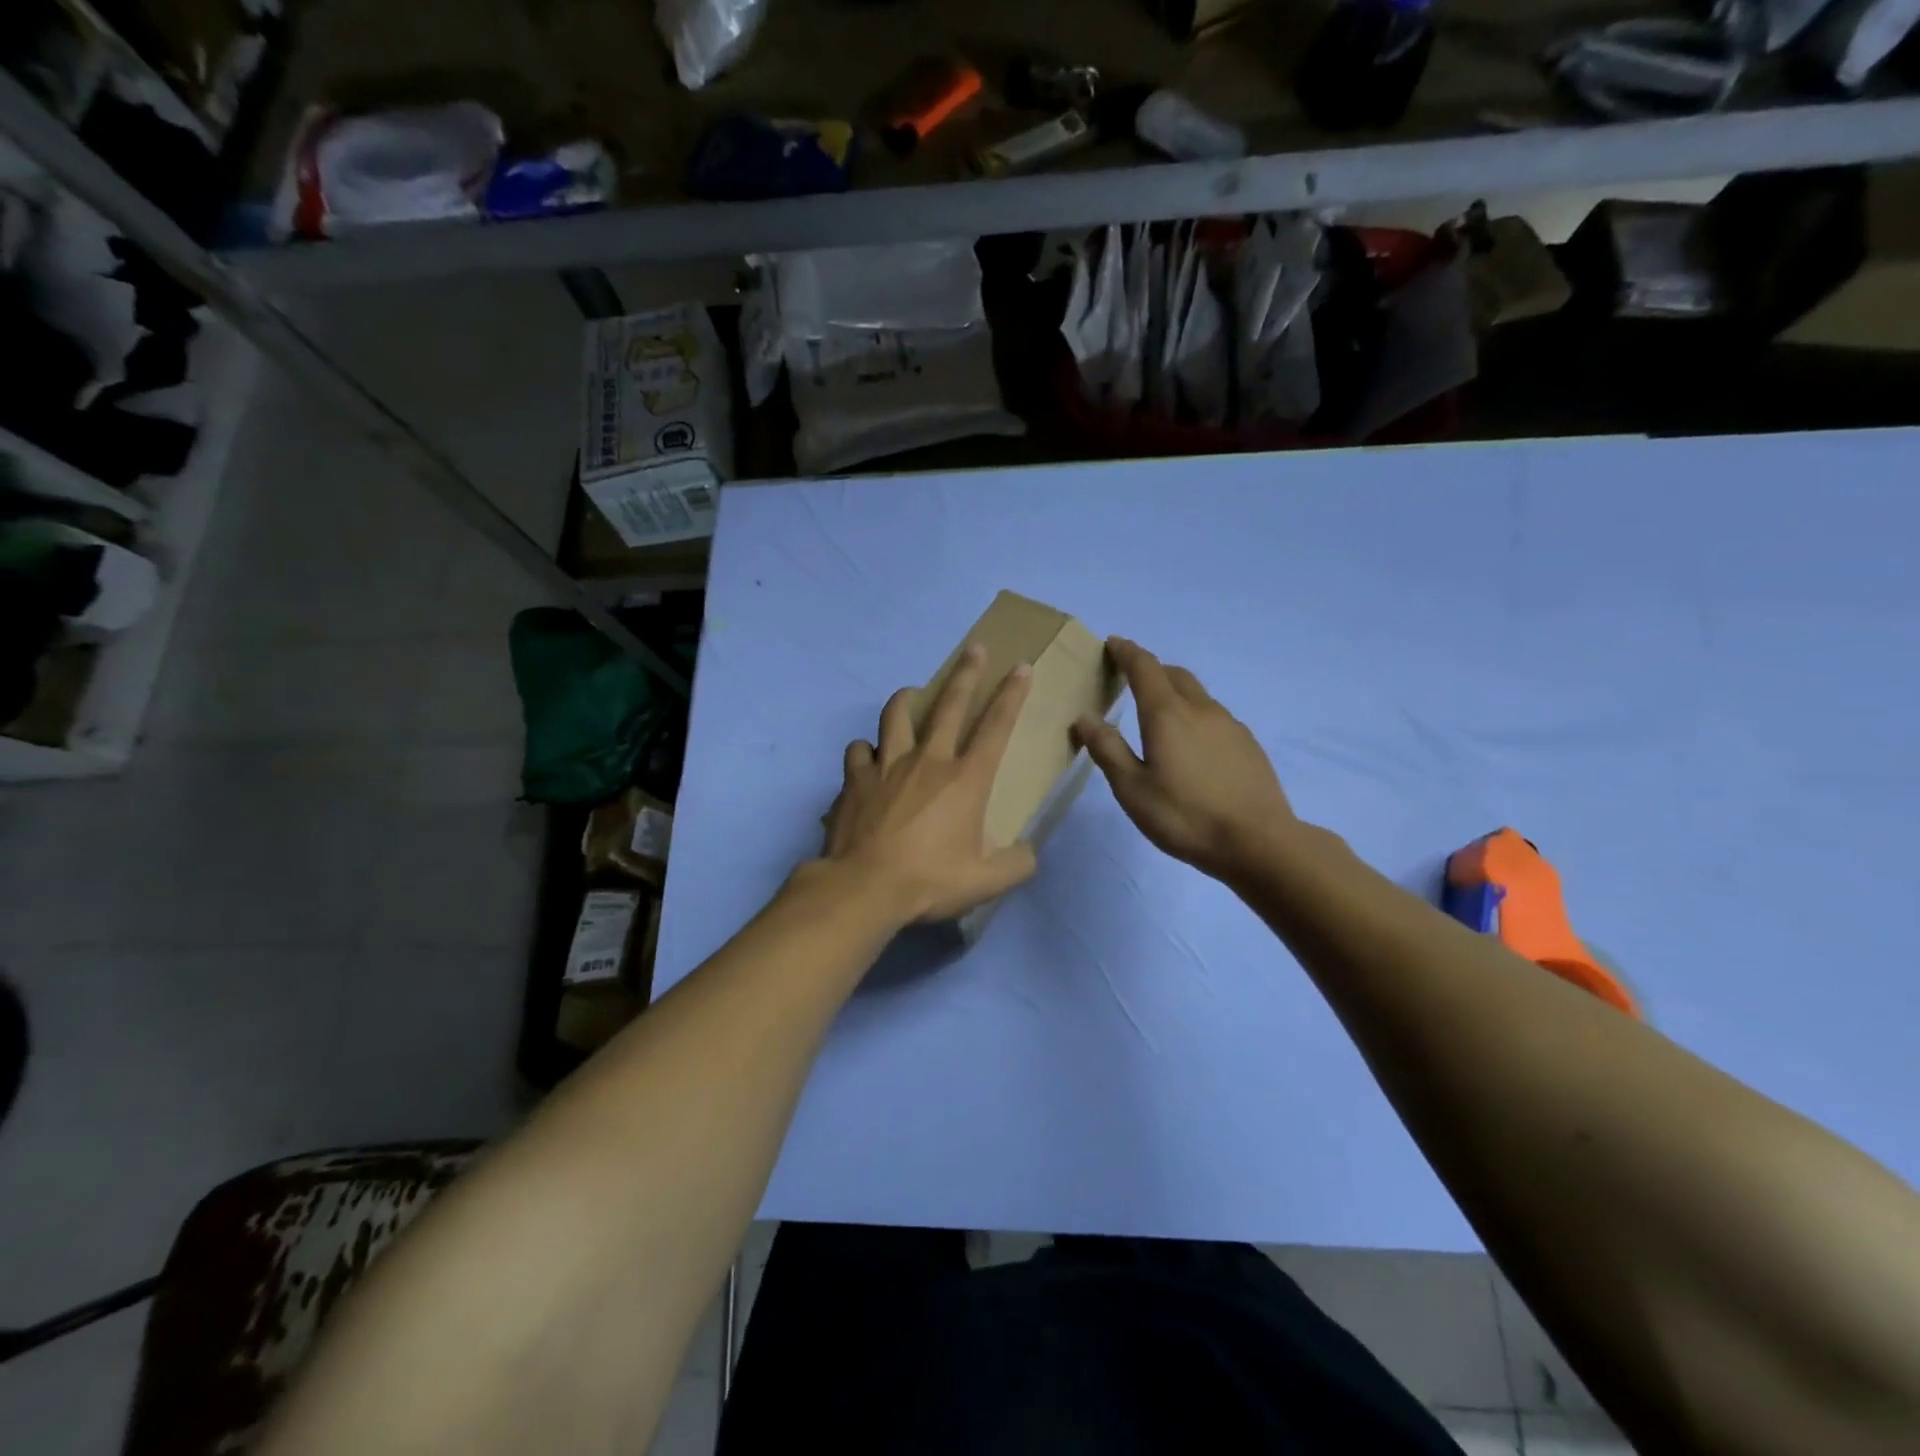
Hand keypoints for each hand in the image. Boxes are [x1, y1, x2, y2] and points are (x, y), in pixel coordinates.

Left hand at [821, 645, 1038, 923]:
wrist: (864, 888)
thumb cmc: (930, 881)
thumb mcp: (986, 882)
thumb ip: (1016, 864)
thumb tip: (1027, 852)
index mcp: (966, 779)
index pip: (996, 726)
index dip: (1011, 694)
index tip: (1020, 667)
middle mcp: (928, 760)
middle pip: (950, 705)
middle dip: (966, 673)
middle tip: (974, 648)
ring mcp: (887, 765)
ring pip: (896, 715)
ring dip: (906, 700)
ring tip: (911, 694)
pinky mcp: (855, 779)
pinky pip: (859, 750)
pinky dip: (866, 749)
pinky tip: (868, 756)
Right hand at [1073, 638, 1294, 880]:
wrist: (1257, 841)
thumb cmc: (1184, 816)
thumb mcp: (1132, 789)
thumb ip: (1107, 750)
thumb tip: (1084, 718)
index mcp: (1167, 714)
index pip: (1144, 668)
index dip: (1126, 652)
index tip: (1113, 643)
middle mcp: (1200, 709)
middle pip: (1174, 674)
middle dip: (1151, 669)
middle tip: (1132, 679)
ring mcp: (1229, 725)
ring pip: (1197, 695)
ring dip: (1175, 692)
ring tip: (1160, 715)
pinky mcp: (1248, 744)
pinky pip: (1214, 716)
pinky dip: (1195, 715)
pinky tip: (1192, 745)